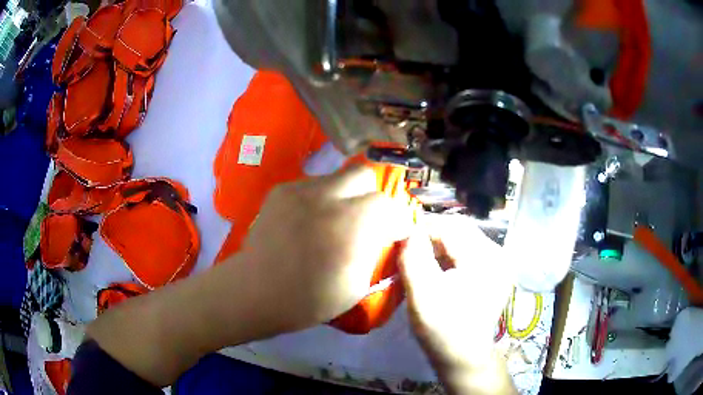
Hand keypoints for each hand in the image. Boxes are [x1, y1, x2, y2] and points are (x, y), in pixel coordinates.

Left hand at [240, 165, 413, 332]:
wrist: (256, 290)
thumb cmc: (310, 298)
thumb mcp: (358, 284)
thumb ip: (375, 250)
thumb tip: (385, 232)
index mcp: (353, 223)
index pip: (389, 204)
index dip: (394, 219)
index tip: (391, 233)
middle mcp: (329, 196)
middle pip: (365, 175)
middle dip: (371, 195)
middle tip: (364, 219)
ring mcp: (301, 188)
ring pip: (338, 177)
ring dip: (345, 196)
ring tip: (332, 221)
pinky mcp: (282, 189)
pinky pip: (313, 185)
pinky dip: (319, 199)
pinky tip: (308, 221)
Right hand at [400, 215, 515, 393]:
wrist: (463, 358)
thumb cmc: (442, 330)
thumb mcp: (422, 295)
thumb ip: (413, 258)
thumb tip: (407, 228)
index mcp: (485, 258)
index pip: (450, 226)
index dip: (423, 227)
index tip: (399, 235)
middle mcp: (497, 255)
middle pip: (459, 230)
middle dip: (431, 235)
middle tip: (407, 247)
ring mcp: (498, 264)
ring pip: (463, 240)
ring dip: (439, 245)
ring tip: (419, 258)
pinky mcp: (494, 273)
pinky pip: (468, 253)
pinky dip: (449, 255)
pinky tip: (435, 268)